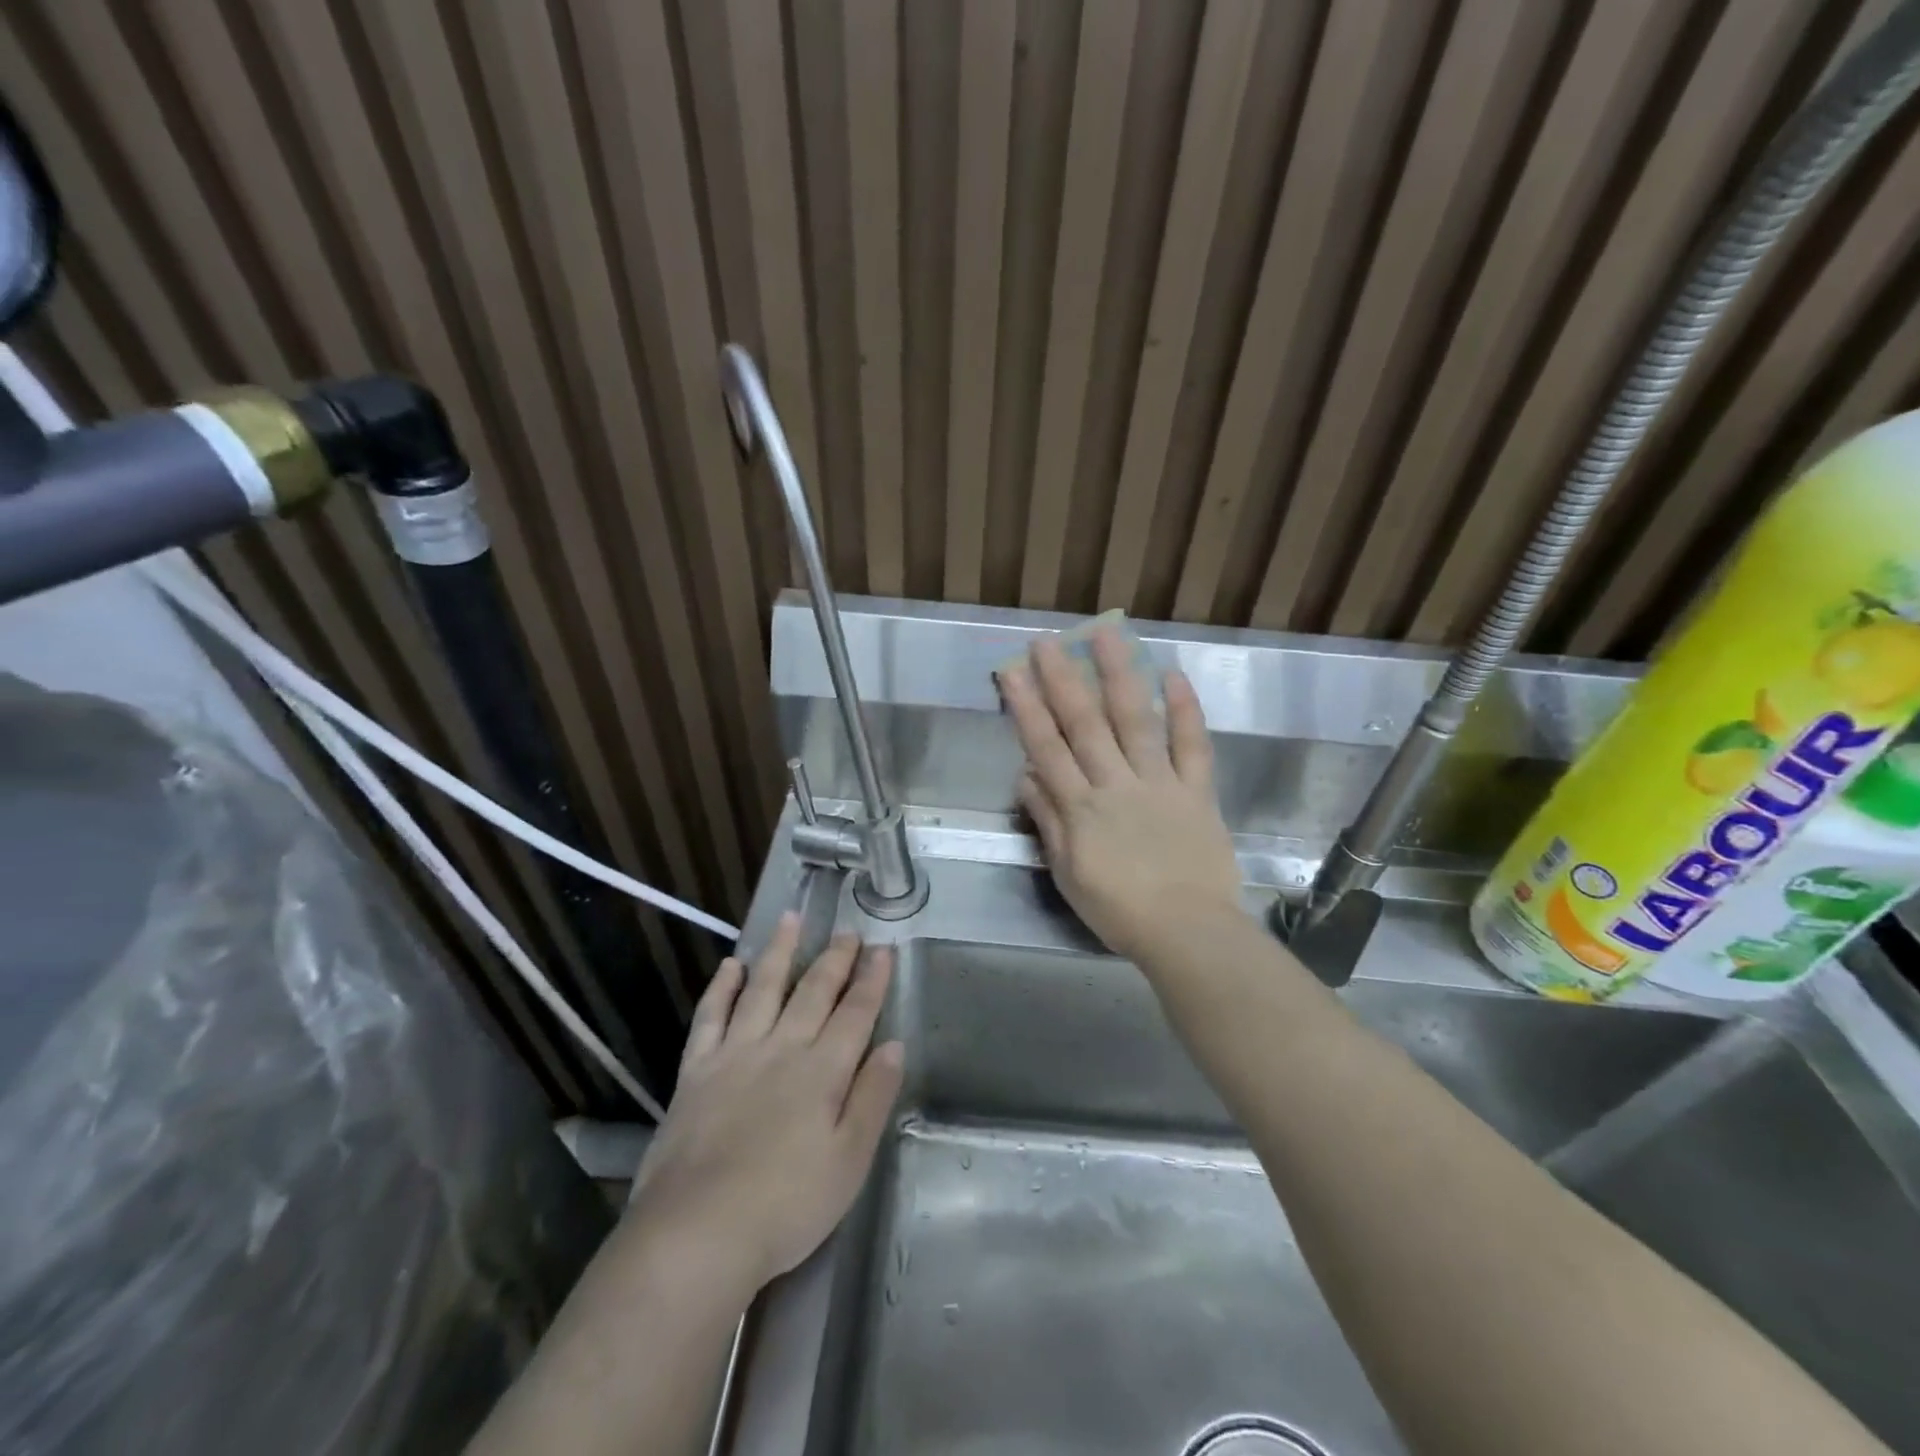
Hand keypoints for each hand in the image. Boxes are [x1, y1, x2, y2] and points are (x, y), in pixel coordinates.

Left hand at [623, 914, 904, 1299]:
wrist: (696, 1233)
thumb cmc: (786, 1206)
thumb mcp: (849, 1162)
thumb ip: (873, 1098)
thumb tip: (893, 1045)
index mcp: (822, 1071)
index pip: (855, 1013)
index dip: (872, 979)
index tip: (883, 948)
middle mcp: (781, 1048)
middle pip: (814, 992)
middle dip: (835, 959)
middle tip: (848, 931)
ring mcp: (735, 1054)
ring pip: (763, 989)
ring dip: (780, 952)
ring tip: (792, 919)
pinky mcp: (695, 1071)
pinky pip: (710, 1016)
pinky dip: (722, 988)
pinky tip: (732, 965)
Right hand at [999, 628, 1243, 963]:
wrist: (1187, 932)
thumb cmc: (1119, 911)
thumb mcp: (1068, 874)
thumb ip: (1049, 822)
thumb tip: (1027, 776)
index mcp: (1081, 808)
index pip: (1047, 748)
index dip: (1027, 708)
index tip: (1012, 672)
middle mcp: (1116, 784)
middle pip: (1085, 725)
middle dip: (1063, 680)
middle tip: (1047, 641)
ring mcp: (1159, 783)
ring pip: (1135, 721)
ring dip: (1119, 676)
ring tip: (1107, 635)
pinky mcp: (1197, 790)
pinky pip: (1192, 745)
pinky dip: (1185, 709)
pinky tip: (1173, 674)